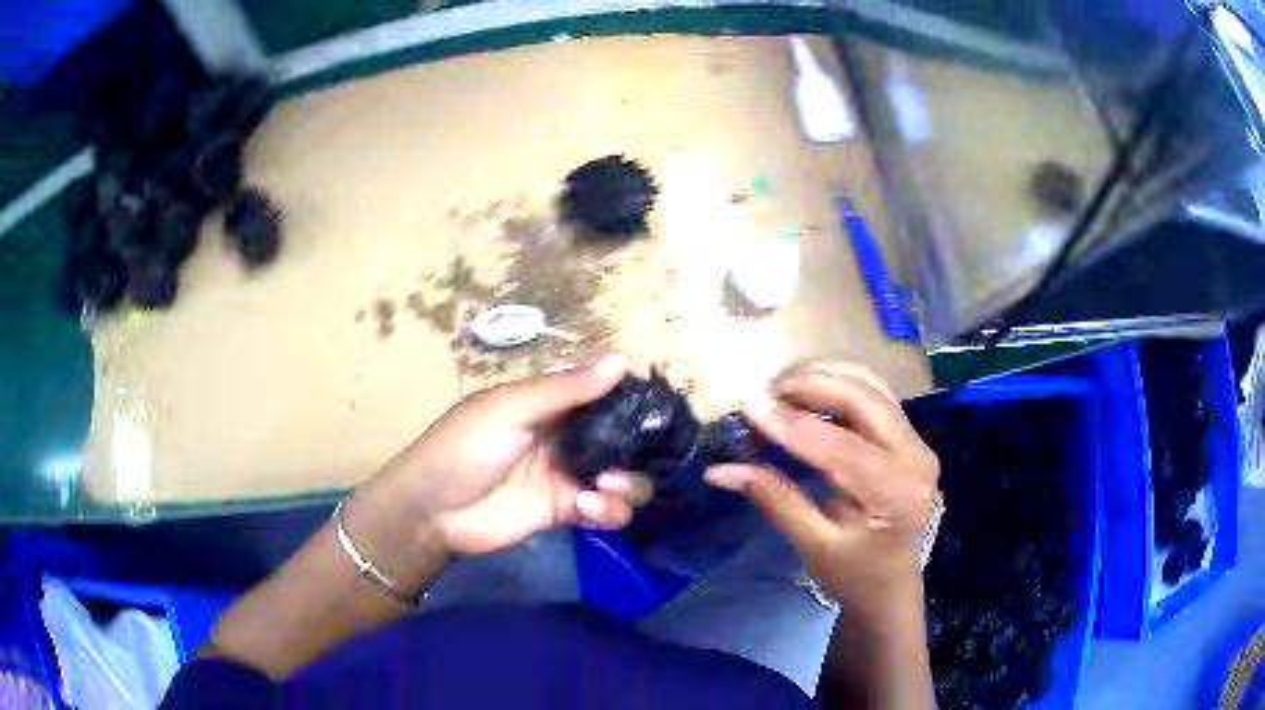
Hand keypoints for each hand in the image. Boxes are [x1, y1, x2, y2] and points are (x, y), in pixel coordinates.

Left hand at [355, 356, 653, 560]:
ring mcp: (569, 476)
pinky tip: (586, 509)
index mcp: (551, 404)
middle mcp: (568, 438)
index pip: (605, 395)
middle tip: (625, 461)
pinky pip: (607, 512)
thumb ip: (565, 389)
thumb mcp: (509, 409)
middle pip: (624, 441)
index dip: (633, 401)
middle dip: (636, 452)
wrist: (433, 511)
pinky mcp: (567, 512)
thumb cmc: (464, 447)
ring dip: (628, 486)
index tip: (658, 410)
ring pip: (625, 480)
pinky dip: (609, 512)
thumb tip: (622, 360)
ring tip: (603, 488)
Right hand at [704, 361, 938, 614]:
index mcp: (895, 492)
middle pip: (862, 397)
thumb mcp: (814, 547)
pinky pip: (873, 395)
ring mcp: (917, 441)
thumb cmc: (855, 576)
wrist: (892, 586)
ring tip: (779, 391)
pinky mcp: (909, 435)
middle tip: (762, 394)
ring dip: (822, 378)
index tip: (748, 407)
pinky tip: (807, 397)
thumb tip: (720, 470)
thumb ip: (775, 500)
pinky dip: (837, 386)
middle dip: (809, 385)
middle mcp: (915, 455)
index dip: (792, 424)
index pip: (841, 446)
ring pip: (869, 385)